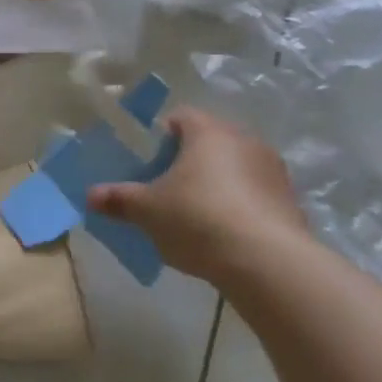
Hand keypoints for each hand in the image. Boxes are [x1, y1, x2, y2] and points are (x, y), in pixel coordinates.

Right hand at [88, 108, 309, 282]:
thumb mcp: (146, 210)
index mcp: (209, 132)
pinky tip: (222, 236)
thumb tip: (90, 196)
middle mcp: (246, 142)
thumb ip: (118, 199)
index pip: (181, 117)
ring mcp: (274, 173)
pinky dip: (237, 208)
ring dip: (215, 185)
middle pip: (209, 143)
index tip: (147, 163)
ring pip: (234, 169)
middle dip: (187, 162)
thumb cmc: (198, 218)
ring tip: (194, 216)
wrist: (268, 263)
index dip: (160, 136)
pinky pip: (254, 196)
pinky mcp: (291, 204)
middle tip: (165, 189)